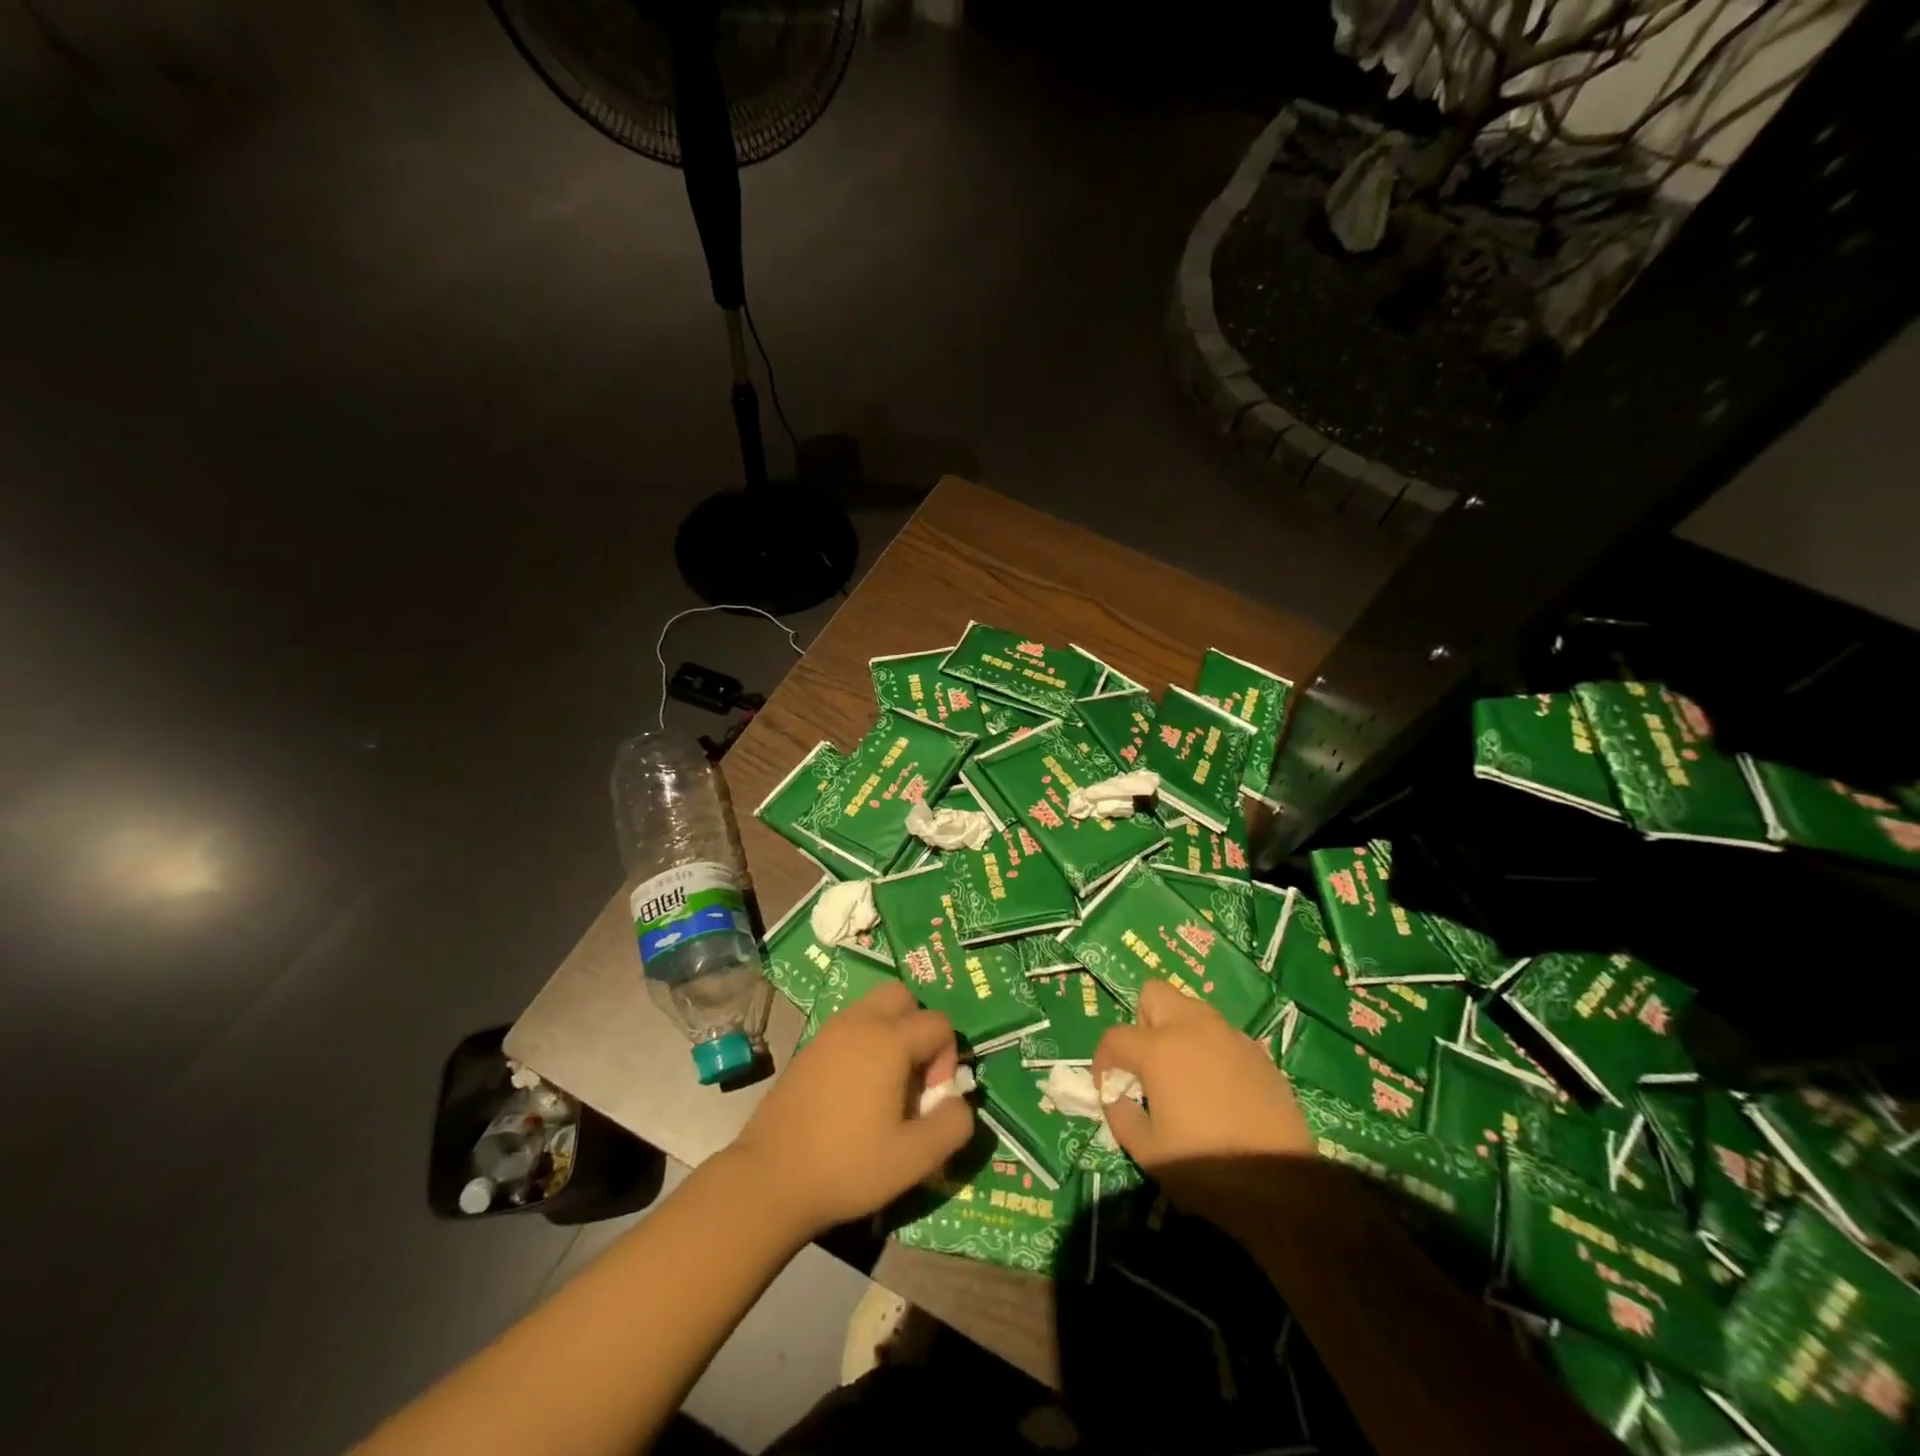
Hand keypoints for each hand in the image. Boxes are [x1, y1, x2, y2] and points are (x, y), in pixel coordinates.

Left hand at [732, 980, 973, 1239]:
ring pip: (873, 1008)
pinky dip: (864, 1043)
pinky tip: (855, 1092)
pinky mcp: (808, 1048)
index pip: (938, 1023)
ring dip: (891, 1034)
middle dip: (918, 1028)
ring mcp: (829, 1032)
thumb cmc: (847, 1166)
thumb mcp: (914, 1158)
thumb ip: (952, 1125)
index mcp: (888, 1041)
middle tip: (913, 1075)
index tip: (930, 1098)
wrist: (770, 1179)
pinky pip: (849, 1027)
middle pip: (903, 997)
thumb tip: (959, 1102)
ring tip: (886, 1085)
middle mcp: (859, 1023)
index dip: (947, 1058)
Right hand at [1093, 979, 1312, 1237]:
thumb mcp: (1147, 1151)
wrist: (1282, 1187)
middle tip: (1147, 1064)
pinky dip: (1210, 1050)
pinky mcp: (1258, 1053)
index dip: (1103, 1062)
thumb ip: (1121, 1115)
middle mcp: (1193, 1028)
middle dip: (1142, 1022)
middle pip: (1155, 994)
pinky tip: (1218, 1089)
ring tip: (1183, 1074)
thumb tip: (1117, 1097)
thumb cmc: (1205, 1168)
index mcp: (1159, 1049)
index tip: (1108, 1088)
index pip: (1115, 1037)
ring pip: (1192, 1010)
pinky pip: (1222, 1035)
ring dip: (1178, 1031)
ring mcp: (1230, 1036)